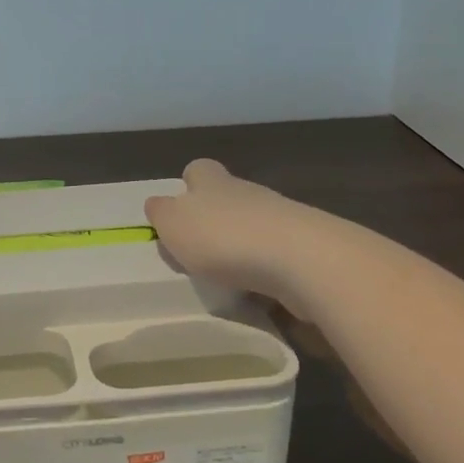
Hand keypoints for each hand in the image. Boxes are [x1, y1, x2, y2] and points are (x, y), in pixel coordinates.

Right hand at [144, 159, 306, 303]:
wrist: (301, 259)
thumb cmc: (224, 237)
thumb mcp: (174, 224)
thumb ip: (161, 213)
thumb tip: (158, 205)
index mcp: (212, 182)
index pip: (198, 170)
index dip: (188, 185)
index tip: (181, 211)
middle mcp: (247, 192)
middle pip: (228, 198)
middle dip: (215, 221)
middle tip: (199, 252)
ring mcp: (281, 217)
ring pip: (253, 226)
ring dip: (241, 247)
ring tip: (227, 278)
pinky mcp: (305, 247)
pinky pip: (277, 256)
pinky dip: (265, 271)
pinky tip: (258, 292)